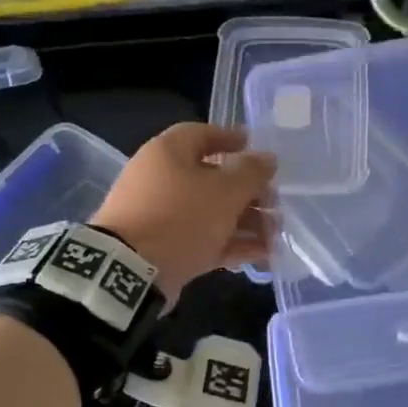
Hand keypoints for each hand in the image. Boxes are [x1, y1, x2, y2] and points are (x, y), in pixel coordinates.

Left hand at [91, 123, 276, 301]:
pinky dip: (232, 244)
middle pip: (211, 179)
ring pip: (211, 213)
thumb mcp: (224, 191)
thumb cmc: (180, 217)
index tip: (257, 148)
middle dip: (248, 192)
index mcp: (168, 154)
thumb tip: (268, 158)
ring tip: (276, 235)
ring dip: (246, 222)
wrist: (131, 272)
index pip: (202, 134)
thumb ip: (251, 173)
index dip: (231, 138)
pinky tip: (263, 255)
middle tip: (276, 202)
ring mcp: (162, 217)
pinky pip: (204, 240)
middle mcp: (161, 180)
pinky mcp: (166, 248)